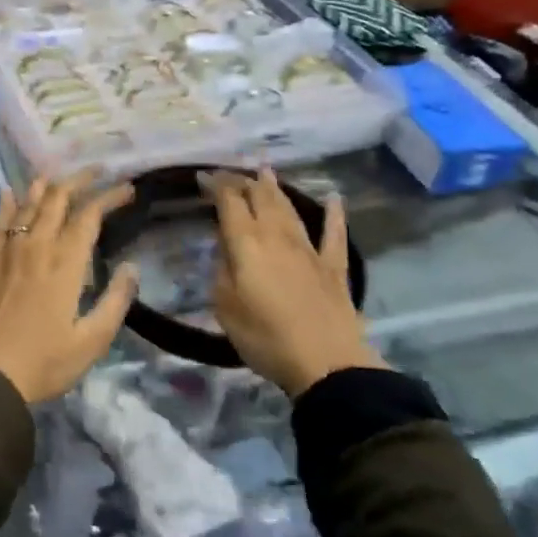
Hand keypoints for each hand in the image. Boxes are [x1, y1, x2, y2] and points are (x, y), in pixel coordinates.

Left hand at [0, 173, 137, 403]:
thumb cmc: (43, 363)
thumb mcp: (91, 341)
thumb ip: (115, 301)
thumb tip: (131, 267)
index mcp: (66, 263)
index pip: (90, 215)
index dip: (110, 197)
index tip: (128, 188)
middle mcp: (37, 246)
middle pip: (58, 199)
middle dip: (80, 180)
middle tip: (97, 171)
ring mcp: (8, 251)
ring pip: (28, 205)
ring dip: (46, 185)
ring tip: (58, 175)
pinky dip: (8, 203)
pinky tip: (10, 192)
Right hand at [203, 168, 385, 398]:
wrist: (327, 364)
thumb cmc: (265, 338)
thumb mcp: (225, 306)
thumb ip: (222, 270)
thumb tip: (226, 248)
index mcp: (246, 243)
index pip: (229, 202)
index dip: (216, 185)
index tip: (203, 177)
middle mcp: (277, 236)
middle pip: (260, 198)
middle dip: (244, 181)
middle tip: (232, 173)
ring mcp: (309, 249)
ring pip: (289, 209)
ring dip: (276, 188)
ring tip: (266, 172)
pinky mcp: (334, 267)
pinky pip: (333, 233)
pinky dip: (334, 214)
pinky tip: (334, 198)